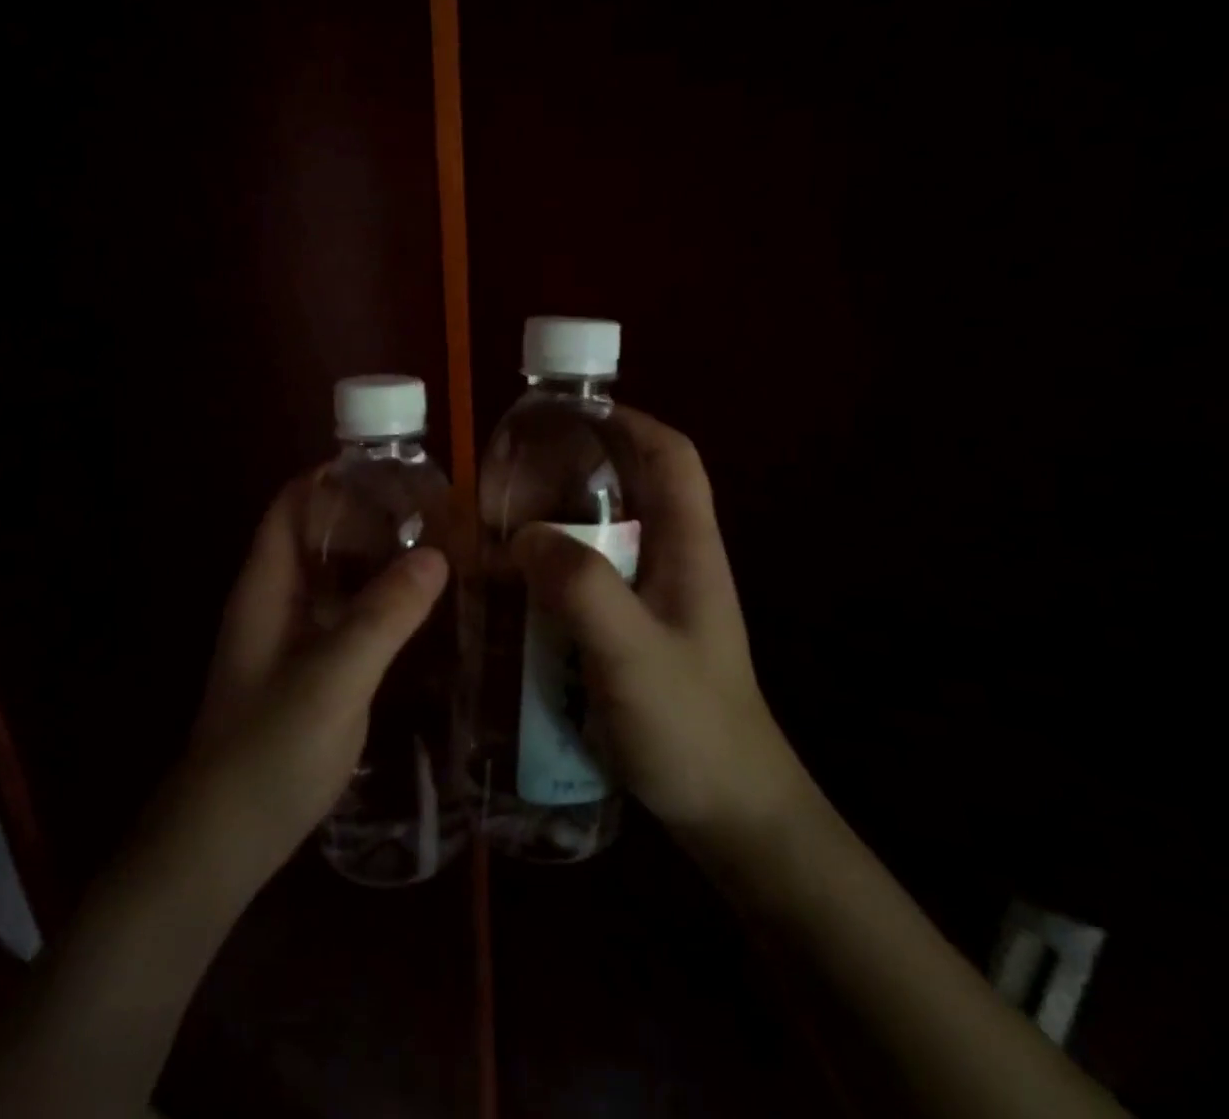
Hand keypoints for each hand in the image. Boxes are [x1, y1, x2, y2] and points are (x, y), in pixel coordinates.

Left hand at [172, 475, 449, 888]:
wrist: (224, 843)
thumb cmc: (268, 753)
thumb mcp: (333, 679)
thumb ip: (384, 616)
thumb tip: (438, 555)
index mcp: (266, 587)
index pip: (292, 506)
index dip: (333, 478)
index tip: (393, 468)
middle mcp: (276, 602)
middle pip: (318, 536)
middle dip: (369, 516)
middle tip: (434, 509)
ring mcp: (293, 639)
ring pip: (337, 577)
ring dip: (379, 559)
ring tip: (440, 547)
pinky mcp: (311, 671)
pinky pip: (348, 616)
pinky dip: (381, 601)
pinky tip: (424, 609)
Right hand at [511, 408, 807, 842]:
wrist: (730, 814)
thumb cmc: (691, 728)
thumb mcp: (632, 656)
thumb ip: (582, 590)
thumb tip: (524, 534)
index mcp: (689, 547)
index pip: (672, 455)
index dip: (627, 420)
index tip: (567, 415)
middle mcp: (674, 560)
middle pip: (629, 489)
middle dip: (572, 473)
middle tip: (509, 479)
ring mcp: (655, 598)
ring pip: (603, 536)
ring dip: (555, 526)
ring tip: (497, 528)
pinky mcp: (634, 630)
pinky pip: (588, 581)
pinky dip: (552, 572)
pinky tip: (514, 590)